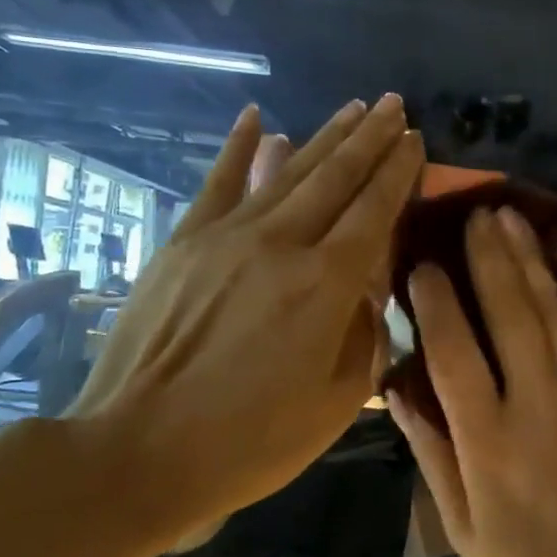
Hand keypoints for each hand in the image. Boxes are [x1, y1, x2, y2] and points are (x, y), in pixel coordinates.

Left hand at [71, 96, 421, 543]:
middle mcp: (282, 244)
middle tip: (395, 105)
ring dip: (325, 136)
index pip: (374, 210)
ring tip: (354, 108)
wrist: (139, 451)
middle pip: (336, 177)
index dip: (399, 171)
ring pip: (287, 171)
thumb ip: (364, 333)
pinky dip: (239, 148)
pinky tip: (258, 118)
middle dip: (370, 138)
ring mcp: (227, 237)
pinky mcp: (184, 243)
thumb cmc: (252, 440)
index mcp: (326, 284)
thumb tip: (367, 287)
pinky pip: (219, 183)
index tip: (416, 140)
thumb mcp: (337, 401)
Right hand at [389, 205, 556, 556]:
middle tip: (474, 214)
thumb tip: (396, 392)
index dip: (436, 303)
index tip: (423, 265)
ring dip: (531, 260)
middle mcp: (537, 406)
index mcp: (489, 443)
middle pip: (509, 315)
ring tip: (510, 219)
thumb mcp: (464, 530)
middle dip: (489, 259)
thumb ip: (431, 455)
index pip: (454, 354)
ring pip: (554, 312)